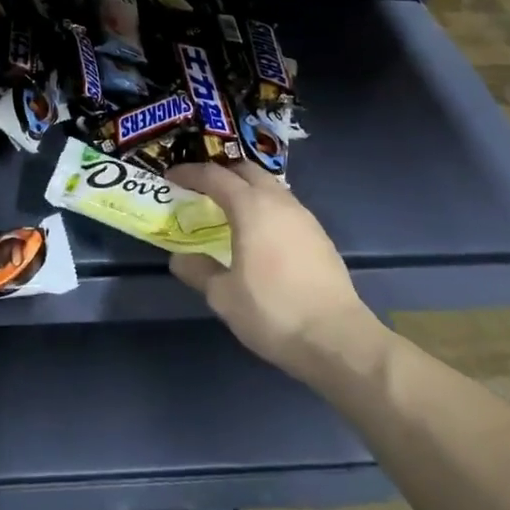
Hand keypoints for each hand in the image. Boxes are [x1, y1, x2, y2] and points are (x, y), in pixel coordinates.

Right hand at [166, 163, 381, 388]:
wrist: (338, 339)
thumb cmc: (273, 311)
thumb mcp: (223, 296)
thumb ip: (199, 271)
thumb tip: (179, 259)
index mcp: (251, 207)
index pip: (214, 176)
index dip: (189, 173)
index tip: (171, 176)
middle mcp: (278, 202)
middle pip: (246, 170)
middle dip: (221, 172)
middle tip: (201, 187)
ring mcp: (304, 217)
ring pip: (270, 186)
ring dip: (246, 188)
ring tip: (228, 208)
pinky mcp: (319, 236)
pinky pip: (284, 206)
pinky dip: (265, 207)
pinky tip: (259, 232)